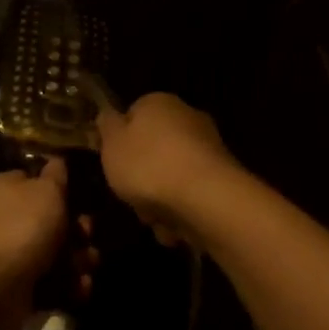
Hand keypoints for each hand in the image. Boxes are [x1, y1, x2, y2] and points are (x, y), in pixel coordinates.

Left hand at [0, 159, 96, 329]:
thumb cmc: (24, 227)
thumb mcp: (47, 189)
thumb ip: (56, 174)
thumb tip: (57, 161)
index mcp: (12, 190)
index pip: (39, 181)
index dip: (63, 189)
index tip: (81, 197)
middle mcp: (12, 220)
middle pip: (56, 221)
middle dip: (79, 230)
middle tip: (86, 235)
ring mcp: (18, 255)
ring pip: (61, 253)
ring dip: (81, 259)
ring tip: (87, 265)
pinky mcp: (25, 287)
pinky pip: (57, 283)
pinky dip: (72, 286)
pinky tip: (80, 286)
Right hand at [94, 92, 239, 243]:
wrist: (205, 197)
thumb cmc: (148, 165)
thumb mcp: (111, 144)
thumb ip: (107, 128)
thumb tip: (109, 115)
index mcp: (159, 103)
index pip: (133, 115)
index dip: (120, 141)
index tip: (113, 163)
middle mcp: (187, 118)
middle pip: (153, 150)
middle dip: (141, 178)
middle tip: (131, 196)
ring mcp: (208, 148)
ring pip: (171, 177)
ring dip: (159, 201)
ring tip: (154, 218)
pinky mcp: (221, 178)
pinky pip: (190, 195)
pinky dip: (181, 211)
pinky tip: (175, 226)